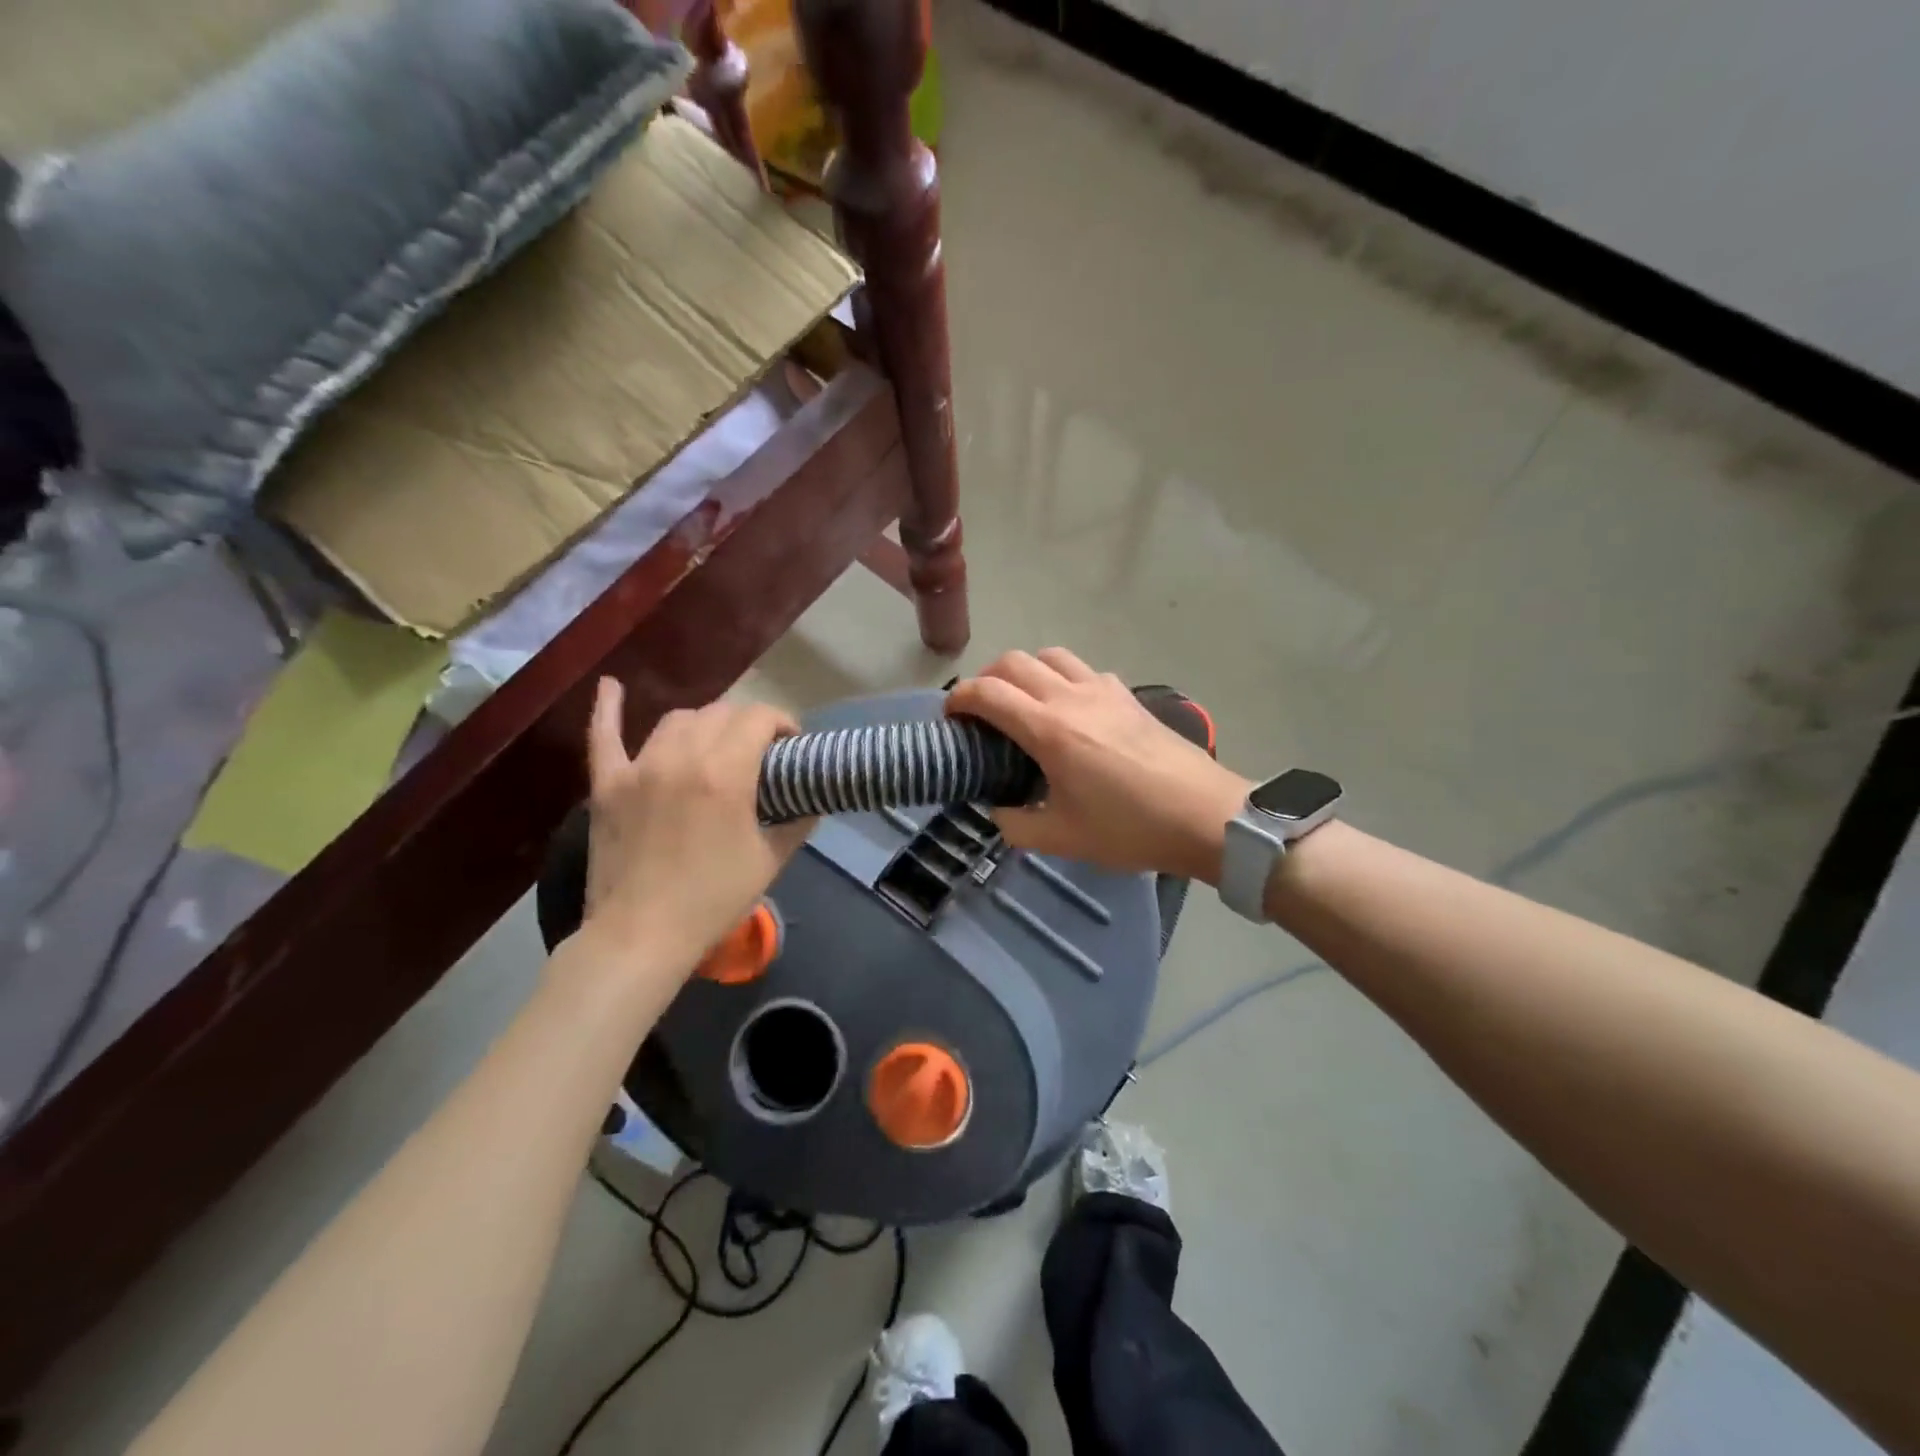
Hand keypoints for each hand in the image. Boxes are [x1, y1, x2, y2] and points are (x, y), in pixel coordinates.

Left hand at [582, 678, 813, 973]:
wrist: (642, 936)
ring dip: (704, 725)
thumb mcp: (771, 860)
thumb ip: (797, 822)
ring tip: (715, 746)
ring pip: (677, 721)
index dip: (782, 722)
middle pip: (720, 714)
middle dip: (747, 725)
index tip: (791, 744)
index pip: (759, 719)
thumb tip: (810, 802)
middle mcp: (681, 758)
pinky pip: (604, 737)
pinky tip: (612, 686)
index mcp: (725, 774)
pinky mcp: (607, 785)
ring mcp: (639, 768)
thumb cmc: (713, 899)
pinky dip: (608, 709)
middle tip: (759, 753)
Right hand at [946, 649, 1252, 882]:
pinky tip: (1072, 710)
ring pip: (1051, 656)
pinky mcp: (1128, 696)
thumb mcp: (1062, 839)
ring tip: (1023, 703)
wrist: (1204, 815)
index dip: (959, 698)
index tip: (949, 717)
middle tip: (982, 712)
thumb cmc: (1130, 829)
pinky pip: (1084, 670)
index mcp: (1049, 730)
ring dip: (1026, 671)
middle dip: (987, 679)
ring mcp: (1104, 690)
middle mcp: (1072, 697)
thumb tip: (1000, 810)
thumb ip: (1017, 824)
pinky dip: (1063, 679)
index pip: (988, 693)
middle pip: (1014, 661)